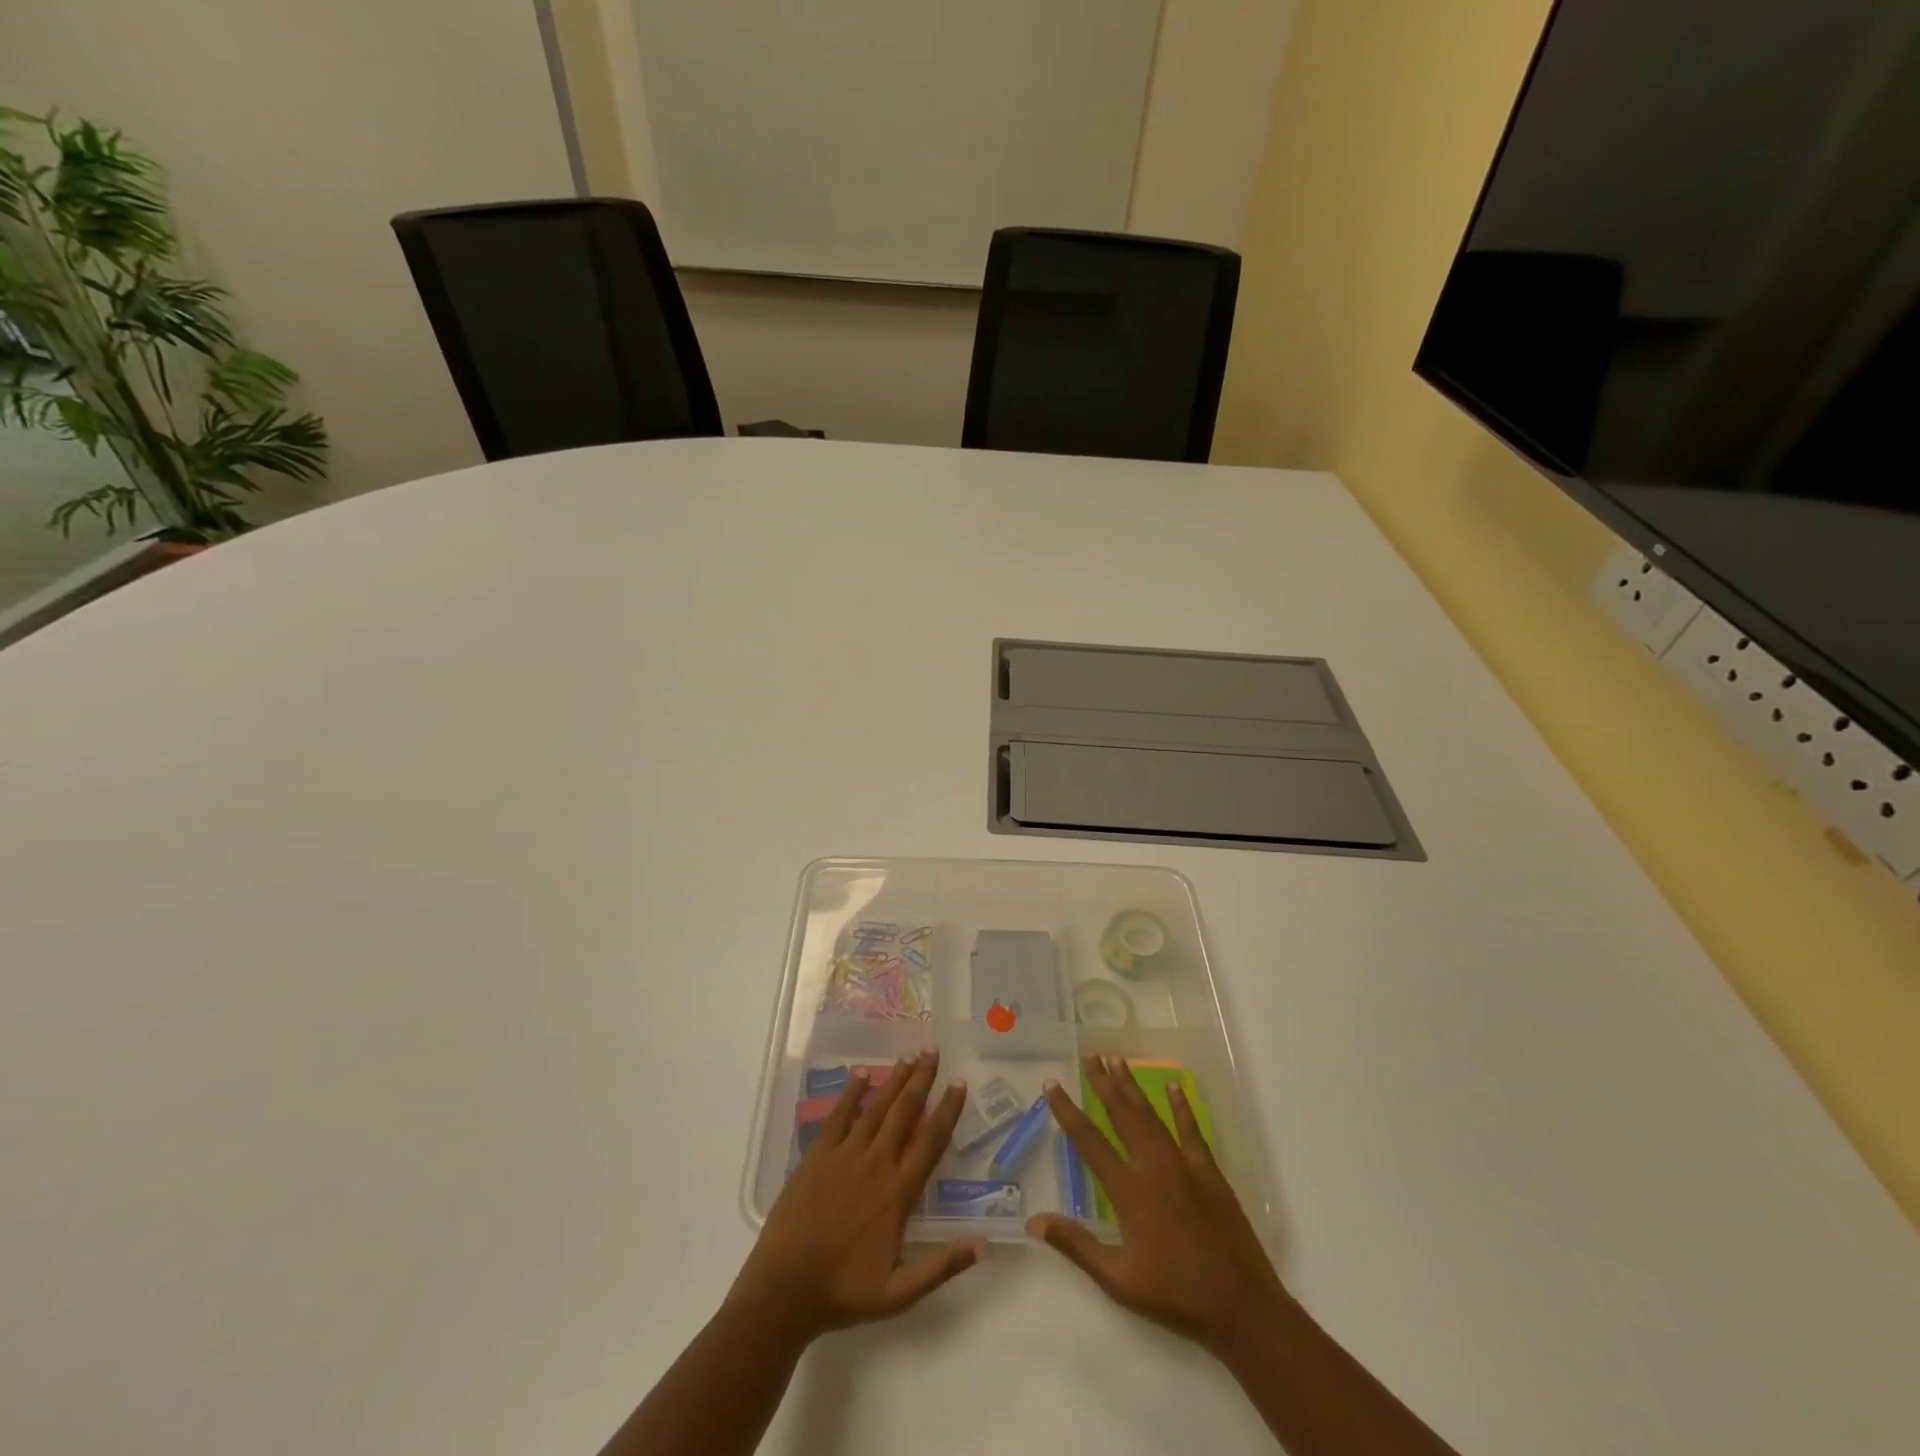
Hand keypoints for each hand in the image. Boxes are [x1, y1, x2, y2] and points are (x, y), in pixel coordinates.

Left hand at [729, 1048, 987, 1342]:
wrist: (784, 1291)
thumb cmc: (844, 1293)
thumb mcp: (900, 1293)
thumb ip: (942, 1265)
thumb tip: (985, 1246)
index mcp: (898, 1192)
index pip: (931, 1142)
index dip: (948, 1110)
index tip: (959, 1084)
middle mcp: (875, 1164)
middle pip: (904, 1112)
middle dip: (921, 1080)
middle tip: (933, 1051)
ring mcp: (845, 1155)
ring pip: (876, 1107)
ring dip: (894, 1080)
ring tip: (909, 1055)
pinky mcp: (818, 1155)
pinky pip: (838, 1116)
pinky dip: (851, 1092)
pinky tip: (861, 1073)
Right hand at [1030, 1053, 1290, 1358]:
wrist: (1240, 1305)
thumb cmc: (1175, 1295)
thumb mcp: (1118, 1280)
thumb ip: (1076, 1245)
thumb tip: (1034, 1222)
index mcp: (1128, 1190)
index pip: (1089, 1141)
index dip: (1067, 1111)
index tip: (1052, 1085)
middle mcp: (1152, 1166)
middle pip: (1122, 1114)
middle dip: (1103, 1082)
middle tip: (1090, 1055)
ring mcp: (1183, 1164)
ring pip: (1151, 1115)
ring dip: (1133, 1086)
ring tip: (1118, 1060)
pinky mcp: (1208, 1170)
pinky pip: (1191, 1129)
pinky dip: (1181, 1106)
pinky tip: (1173, 1086)